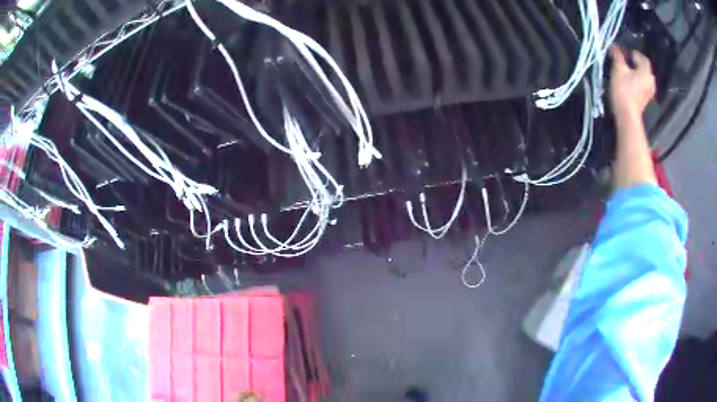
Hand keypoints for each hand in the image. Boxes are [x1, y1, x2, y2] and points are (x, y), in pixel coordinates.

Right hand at [609, 46, 655, 121]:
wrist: (627, 115)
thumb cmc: (623, 89)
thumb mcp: (618, 69)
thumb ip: (618, 56)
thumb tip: (614, 46)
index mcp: (646, 71)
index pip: (641, 57)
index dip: (632, 53)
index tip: (622, 52)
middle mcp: (651, 80)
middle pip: (644, 67)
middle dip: (635, 63)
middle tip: (625, 61)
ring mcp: (649, 91)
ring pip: (643, 76)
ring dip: (636, 72)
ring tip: (627, 71)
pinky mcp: (646, 99)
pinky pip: (643, 85)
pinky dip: (637, 81)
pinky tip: (630, 82)